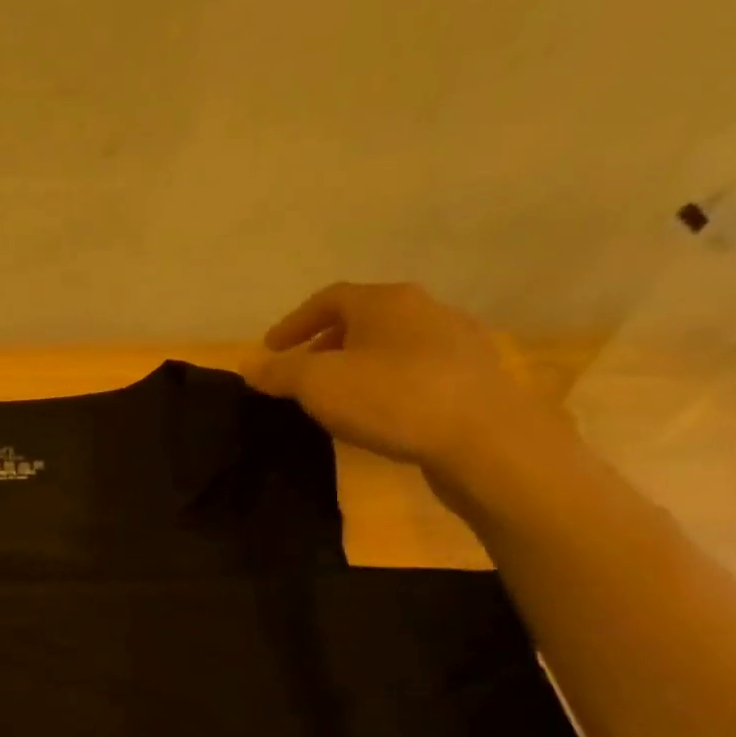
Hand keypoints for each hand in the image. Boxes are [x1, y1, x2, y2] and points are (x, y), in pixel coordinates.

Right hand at [245, 282, 564, 498]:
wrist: (484, 438)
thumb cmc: (392, 398)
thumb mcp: (319, 384)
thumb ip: (280, 372)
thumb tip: (251, 366)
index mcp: (386, 301)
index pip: (329, 298)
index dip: (294, 323)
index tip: (270, 350)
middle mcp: (425, 309)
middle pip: (363, 319)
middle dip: (325, 344)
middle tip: (301, 374)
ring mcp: (456, 342)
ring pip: (391, 345)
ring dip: (357, 365)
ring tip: (337, 397)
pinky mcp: (472, 378)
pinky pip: (415, 371)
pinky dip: (386, 384)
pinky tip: (378, 413)